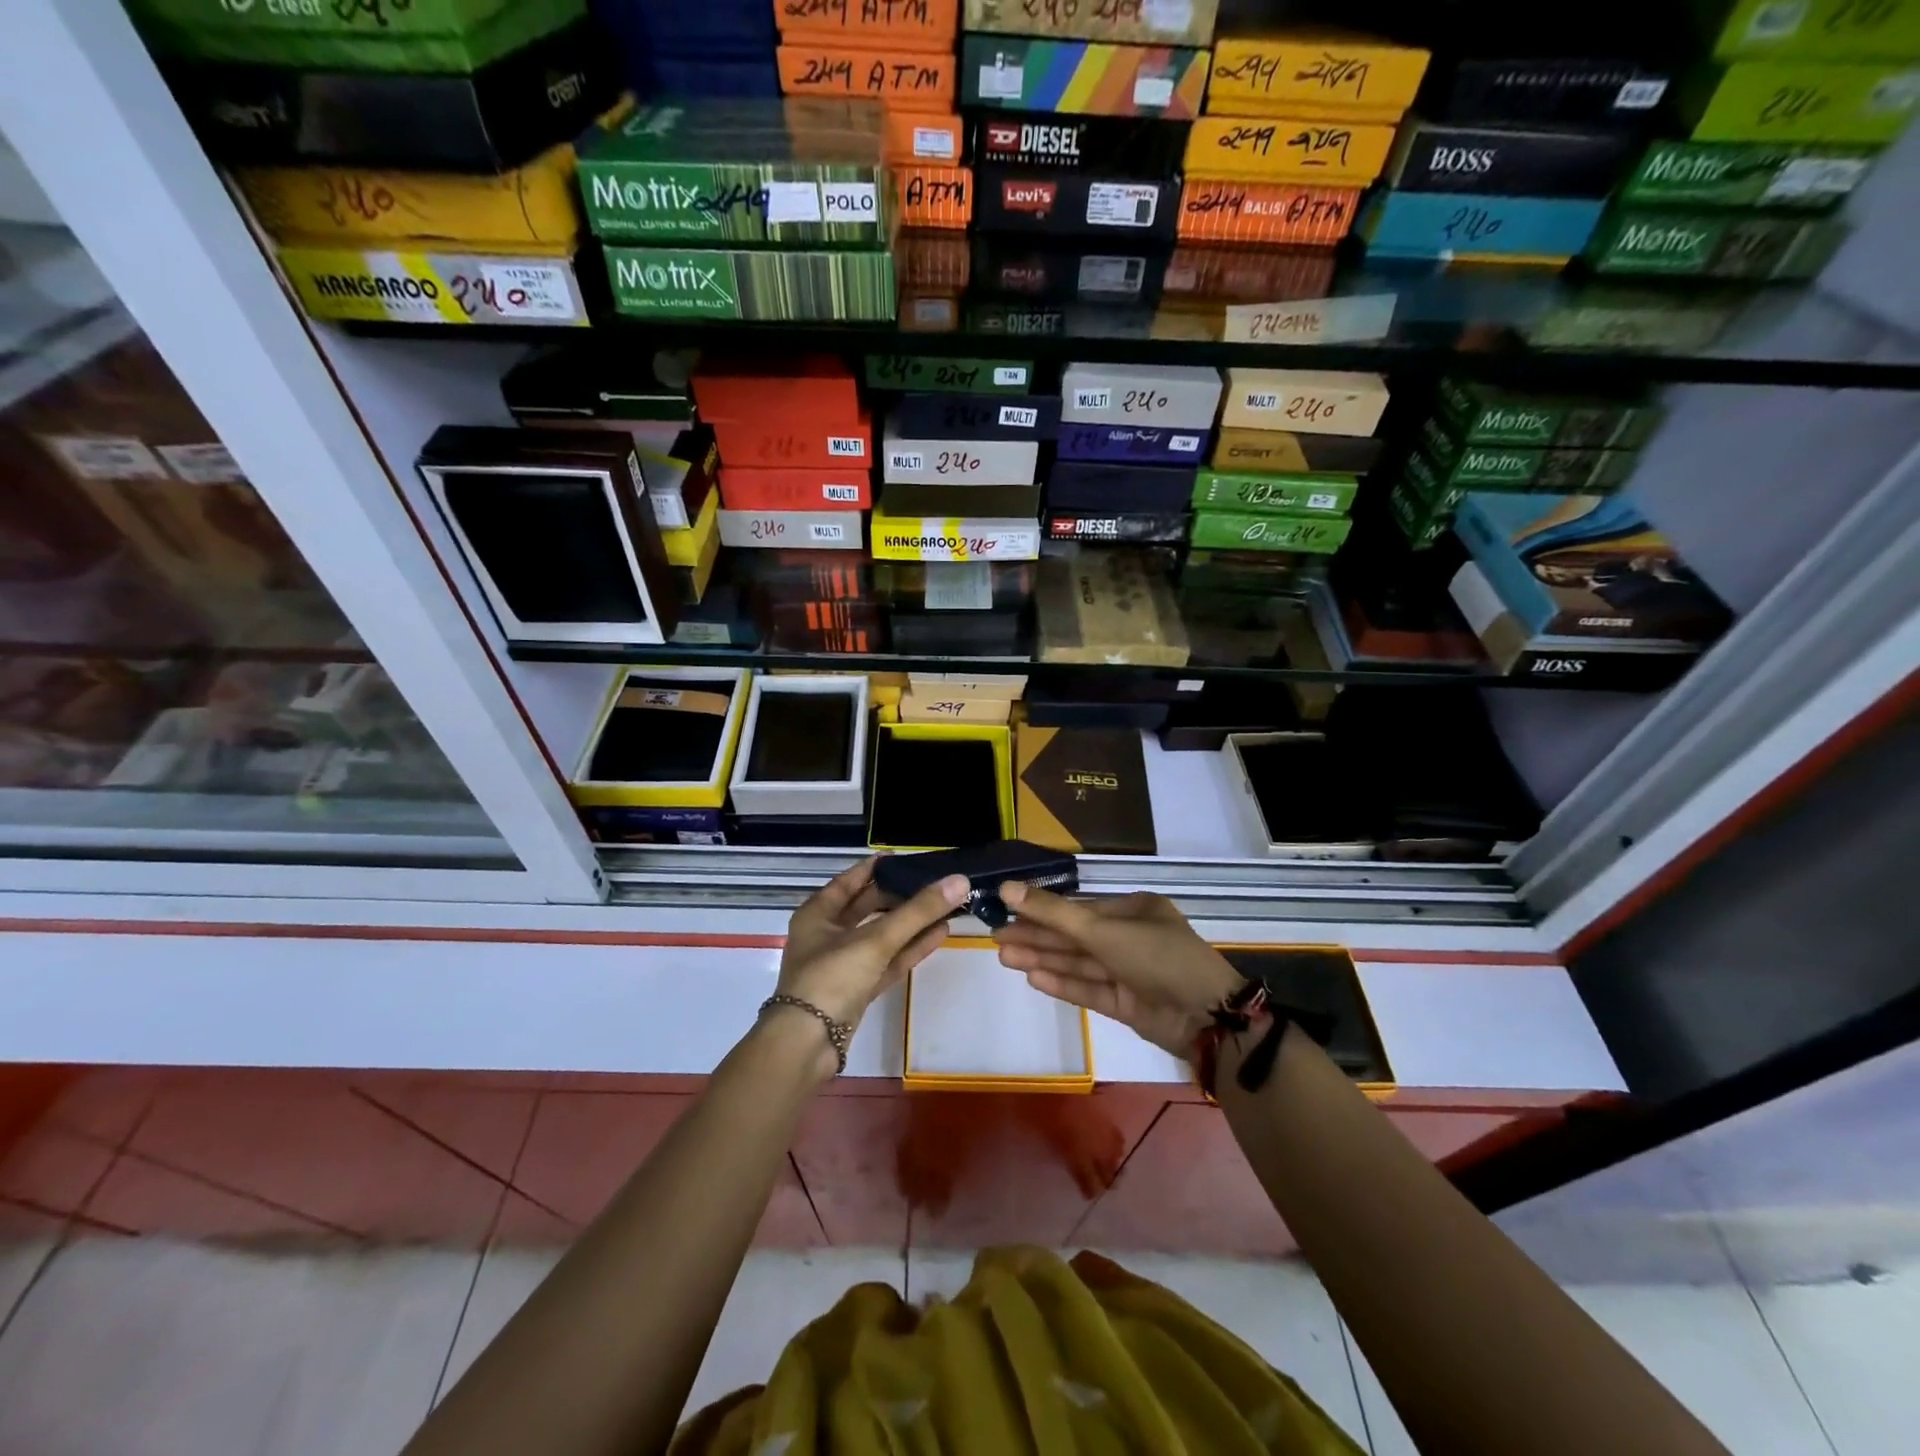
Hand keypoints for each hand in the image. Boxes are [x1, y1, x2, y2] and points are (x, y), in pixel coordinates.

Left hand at [775, 857, 968, 1032]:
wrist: (807, 1045)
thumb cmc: (831, 978)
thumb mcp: (875, 940)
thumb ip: (918, 911)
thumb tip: (960, 880)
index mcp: (817, 914)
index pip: (851, 881)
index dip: (878, 868)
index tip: (908, 858)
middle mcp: (827, 935)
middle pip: (868, 908)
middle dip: (900, 896)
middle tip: (933, 881)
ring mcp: (843, 964)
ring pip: (882, 936)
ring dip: (911, 923)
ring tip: (945, 905)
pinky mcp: (858, 990)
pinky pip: (888, 961)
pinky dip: (911, 948)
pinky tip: (939, 934)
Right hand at [993, 885, 1241, 1055]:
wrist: (1206, 1017)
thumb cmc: (1157, 957)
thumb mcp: (1103, 930)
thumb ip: (1053, 913)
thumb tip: (1006, 887)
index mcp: (1134, 911)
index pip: (1079, 909)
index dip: (1041, 911)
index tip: (1007, 912)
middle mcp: (1131, 938)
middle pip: (1075, 937)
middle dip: (1037, 938)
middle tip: (997, 938)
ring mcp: (1129, 973)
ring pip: (1079, 964)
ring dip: (1043, 960)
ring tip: (1004, 957)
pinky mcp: (1127, 1004)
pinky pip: (1089, 989)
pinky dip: (1063, 983)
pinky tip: (1033, 978)